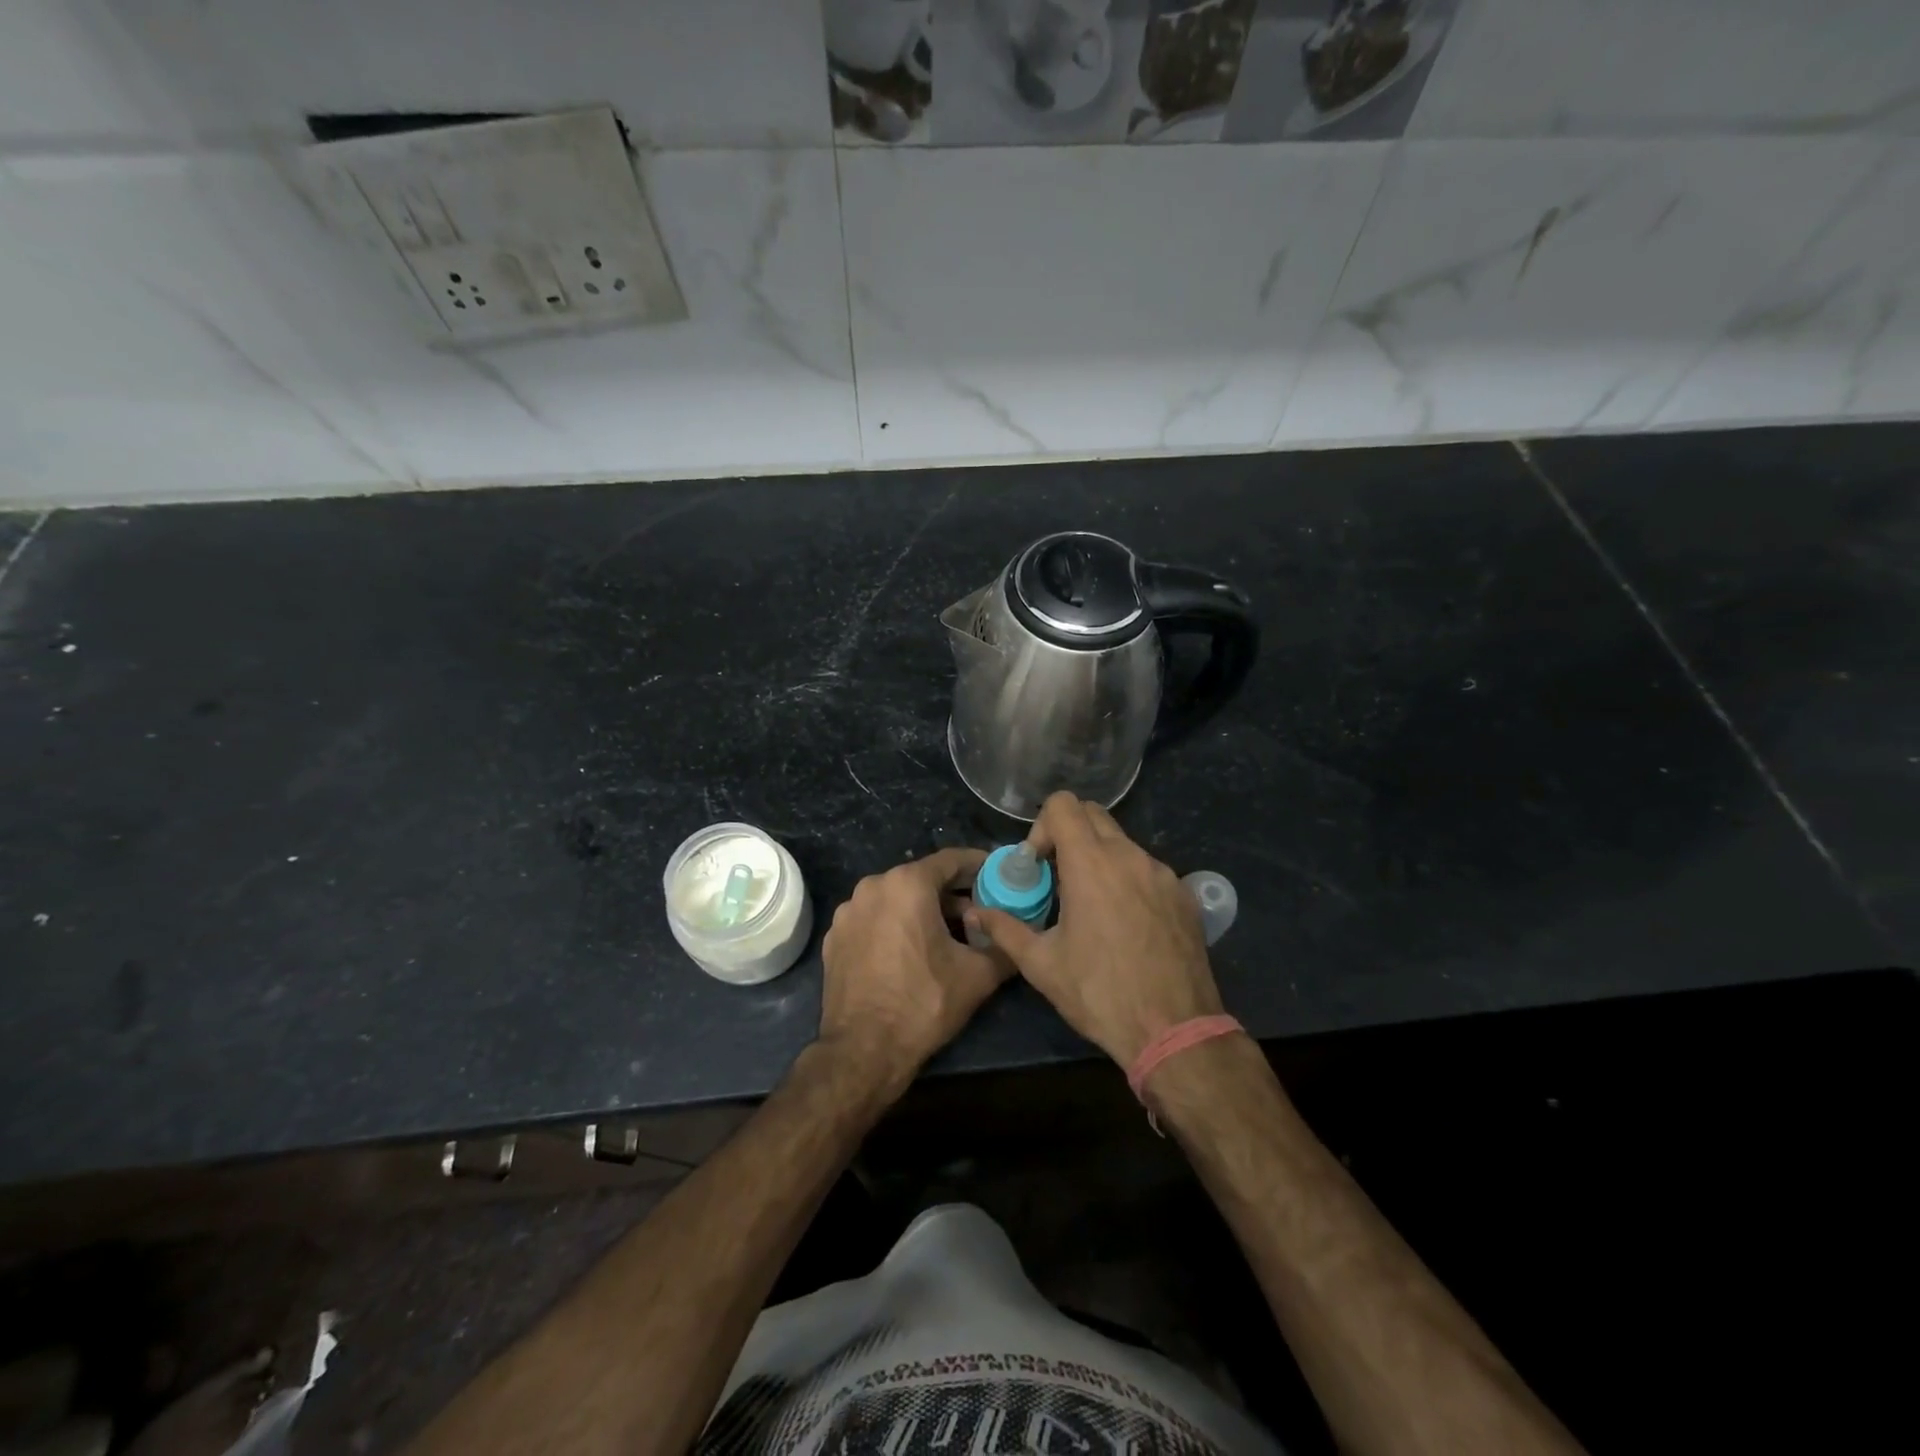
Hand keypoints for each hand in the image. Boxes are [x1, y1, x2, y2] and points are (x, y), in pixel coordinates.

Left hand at [817, 847, 1013, 1096]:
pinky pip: (874, 919)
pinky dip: (895, 926)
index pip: (951, 860)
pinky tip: (911, 952)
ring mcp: (848, 912)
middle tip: (979, 911)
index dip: (978, 865)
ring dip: (922, 910)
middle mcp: (873, 887)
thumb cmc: (923, 1003)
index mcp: (907, 884)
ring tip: (947, 934)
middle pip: (922, 879)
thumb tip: (1020, 937)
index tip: (998, 873)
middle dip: (952, 892)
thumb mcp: (977, 976)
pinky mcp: (835, 937)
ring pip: (895, 899)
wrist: (862, 1051)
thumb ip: (1004, 946)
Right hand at [967, 792, 1221, 1067]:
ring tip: (1090, 904)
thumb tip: (975, 912)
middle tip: (1057, 877)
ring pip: (1122, 842)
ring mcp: (1162, 873)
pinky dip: (1128, 878)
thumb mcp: (1042, 965)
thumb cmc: (1100, 994)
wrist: (1175, 1031)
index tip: (1038, 865)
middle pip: (1093, 814)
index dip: (1042, 826)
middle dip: (1068, 835)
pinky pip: (1147, 868)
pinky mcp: (1183, 894)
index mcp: (1091, 864)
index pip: (1064, 804)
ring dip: (1099, 858)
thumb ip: (1005, 929)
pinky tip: (1125, 923)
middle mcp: (1129, 856)